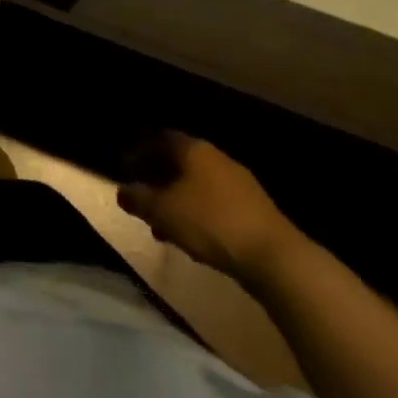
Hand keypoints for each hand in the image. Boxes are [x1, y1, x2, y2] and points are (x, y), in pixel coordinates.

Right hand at [116, 132, 296, 282]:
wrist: (275, 257)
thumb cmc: (211, 223)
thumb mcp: (163, 212)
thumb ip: (138, 199)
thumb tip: (122, 191)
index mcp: (193, 149)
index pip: (158, 139)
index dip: (139, 153)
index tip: (126, 172)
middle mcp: (216, 157)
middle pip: (178, 162)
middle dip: (158, 180)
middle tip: (143, 200)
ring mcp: (239, 182)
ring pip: (197, 185)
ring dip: (178, 201)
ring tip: (165, 227)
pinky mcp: (254, 208)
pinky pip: (216, 203)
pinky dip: (199, 214)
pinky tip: (194, 238)